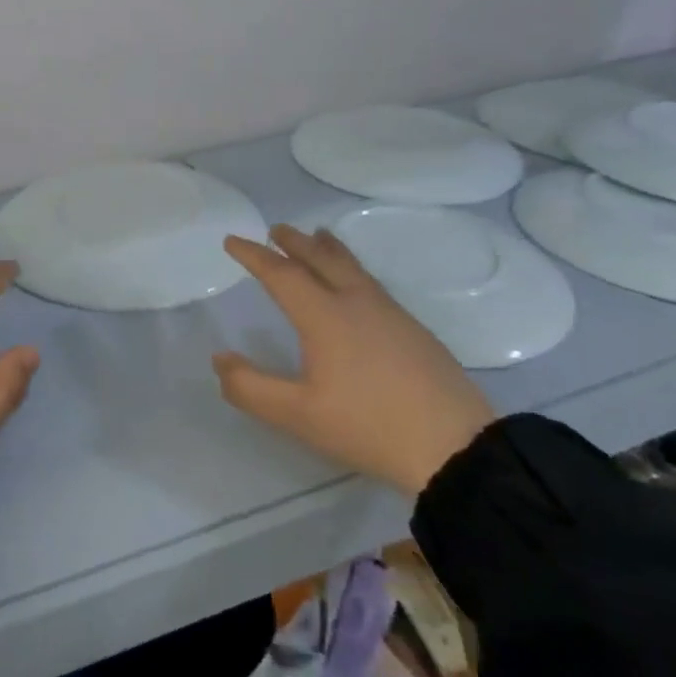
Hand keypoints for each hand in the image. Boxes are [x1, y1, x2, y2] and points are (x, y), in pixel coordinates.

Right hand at [213, 225, 493, 494]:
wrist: (456, 447)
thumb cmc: (368, 426)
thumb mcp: (298, 415)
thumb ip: (251, 388)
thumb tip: (220, 359)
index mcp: (324, 316)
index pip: (281, 274)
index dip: (254, 256)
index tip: (232, 241)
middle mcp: (356, 302)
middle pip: (320, 259)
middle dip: (294, 242)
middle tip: (276, 229)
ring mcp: (390, 313)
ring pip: (351, 267)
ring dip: (327, 249)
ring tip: (318, 237)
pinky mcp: (414, 329)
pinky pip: (371, 282)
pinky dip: (351, 268)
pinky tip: (357, 284)